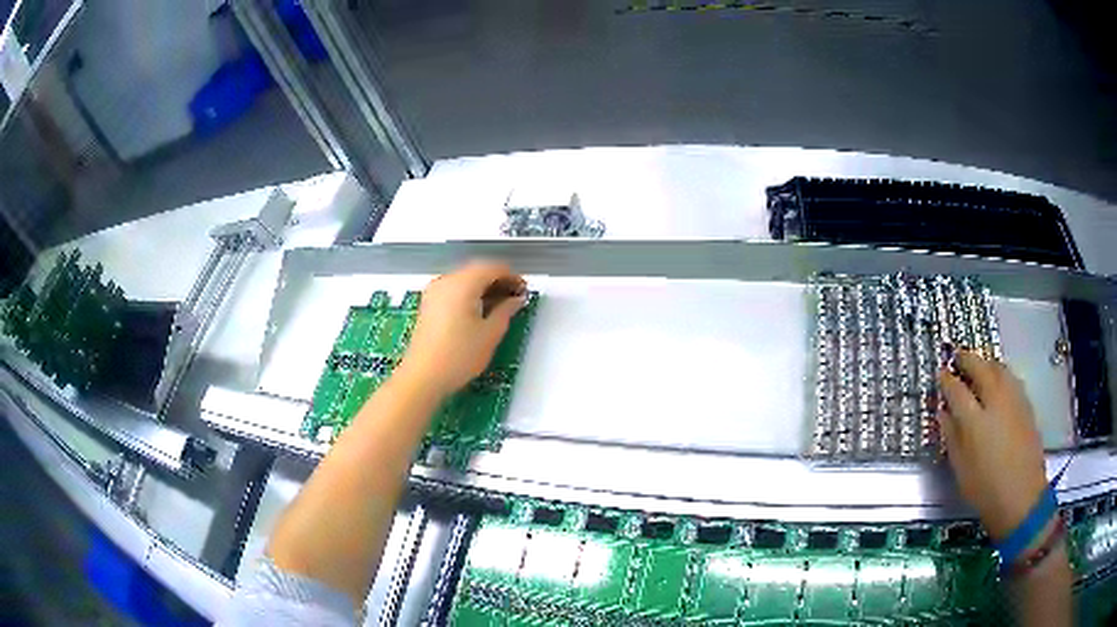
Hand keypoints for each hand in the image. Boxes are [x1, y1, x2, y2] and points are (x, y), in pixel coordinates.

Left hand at [397, 261, 525, 397]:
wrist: (423, 377)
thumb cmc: (459, 356)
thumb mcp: (490, 334)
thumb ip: (506, 311)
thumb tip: (516, 299)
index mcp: (463, 283)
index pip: (493, 268)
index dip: (512, 276)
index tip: (524, 291)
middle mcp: (447, 281)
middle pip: (477, 270)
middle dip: (498, 280)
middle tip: (515, 298)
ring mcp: (434, 292)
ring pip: (465, 279)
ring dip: (483, 287)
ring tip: (500, 306)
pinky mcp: (428, 304)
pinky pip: (453, 289)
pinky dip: (469, 294)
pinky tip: (479, 311)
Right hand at [937, 351, 1047, 539]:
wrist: (1021, 496)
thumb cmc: (985, 488)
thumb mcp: (961, 469)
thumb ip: (952, 437)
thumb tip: (943, 413)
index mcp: (974, 420)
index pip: (956, 389)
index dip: (946, 379)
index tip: (941, 374)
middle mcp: (995, 400)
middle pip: (980, 368)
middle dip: (967, 359)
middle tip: (958, 356)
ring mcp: (1013, 399)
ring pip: (998, 367)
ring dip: (985, 362)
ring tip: (978, 365)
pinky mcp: (1025, 403)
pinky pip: (1010, 377)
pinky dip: (1000, 372)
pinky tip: (998, 380)